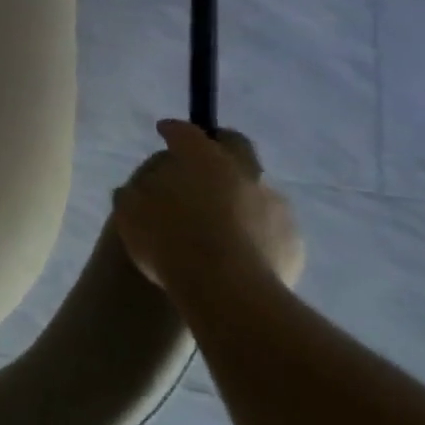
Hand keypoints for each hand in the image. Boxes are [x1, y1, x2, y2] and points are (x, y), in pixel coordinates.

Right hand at [110, 121, 303, 296]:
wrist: (230, 294)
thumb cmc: (171, 243)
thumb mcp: (130, 214)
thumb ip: (134, 194)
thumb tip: (140, 191)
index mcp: (204, 160)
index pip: (186, 132)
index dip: (173, 130)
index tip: (164, 131)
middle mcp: (245, 174)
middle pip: (236, 146)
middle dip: (219, 146)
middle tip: (200, 162)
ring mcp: (276, 207)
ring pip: (255, 187)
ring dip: (238, 192)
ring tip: (218, 216)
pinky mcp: (294, 242)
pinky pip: (269, 224)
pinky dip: (253, 226)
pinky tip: (236, 247)